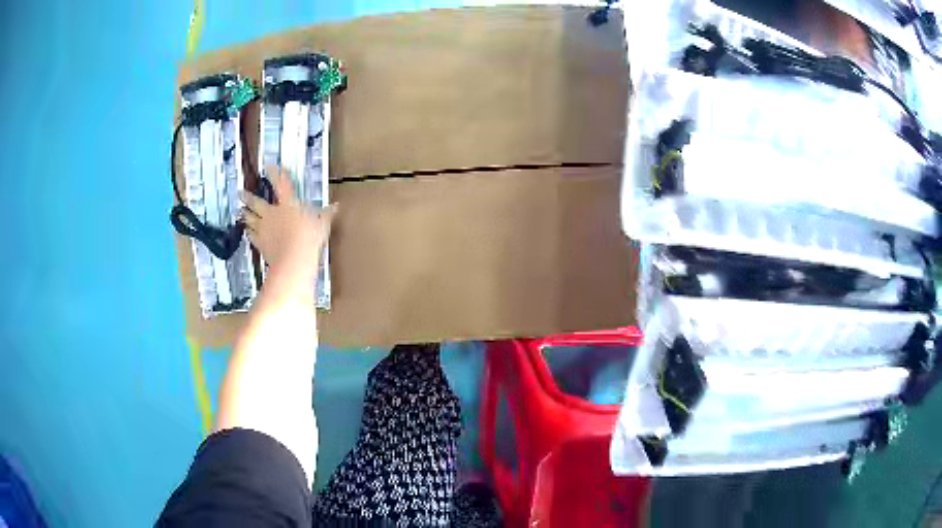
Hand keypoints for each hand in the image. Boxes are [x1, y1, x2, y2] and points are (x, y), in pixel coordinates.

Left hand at [241, 166, 335, 276]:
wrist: (294, 259)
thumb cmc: (308, 238)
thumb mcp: (322, 224)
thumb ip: (326, 214)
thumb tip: (335, 207)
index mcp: (288, 204)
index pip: (281, 184)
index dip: (275, 174)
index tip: (269, 166)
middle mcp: (272, 213)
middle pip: (257, 203)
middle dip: (248, 197)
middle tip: (240, 193)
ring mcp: (264, 229)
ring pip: (251, 219)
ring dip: (245, 214)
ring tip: (240, 211)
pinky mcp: (261, 243)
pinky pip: (252, 236)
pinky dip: (248, 233)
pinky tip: (246, 232)